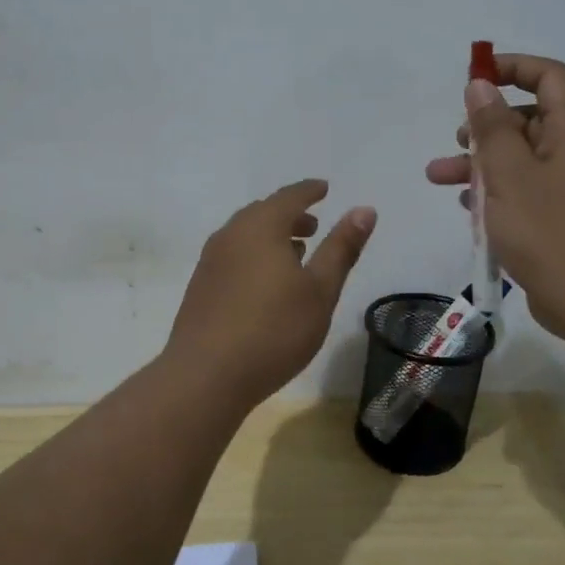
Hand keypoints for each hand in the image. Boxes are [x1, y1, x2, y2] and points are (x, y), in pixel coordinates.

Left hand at [166, 179, 375, 404]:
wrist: (205, 376)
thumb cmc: (274, 330)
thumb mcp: (320, 290)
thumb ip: (341, 248)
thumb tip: (364, 209)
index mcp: (260, 227)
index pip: (289, 196)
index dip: (310, 191)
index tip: (324, 189)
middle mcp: (230, 235)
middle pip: (263, 213)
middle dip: (290, 215)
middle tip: (314, 227)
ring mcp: (210, 262)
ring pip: (245, 236)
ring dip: (271, 237)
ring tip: (294, 254)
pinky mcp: (200, 287)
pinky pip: (232, 256)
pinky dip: (254, 256)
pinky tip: (265, 284)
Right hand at [426, 53, 564, 345]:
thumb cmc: (551, 231)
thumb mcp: (510, 174)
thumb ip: (492, 128)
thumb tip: (480, 85)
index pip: (549, 77)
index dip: (512, 68)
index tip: (473, 79)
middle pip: (529, 120)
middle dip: (486, 127)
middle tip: (457, 141)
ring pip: (521, 161)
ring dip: (481, 164)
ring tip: (439, 178)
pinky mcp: (562, 221)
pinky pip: (525, 193)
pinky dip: (496, 194)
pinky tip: (468, 210)